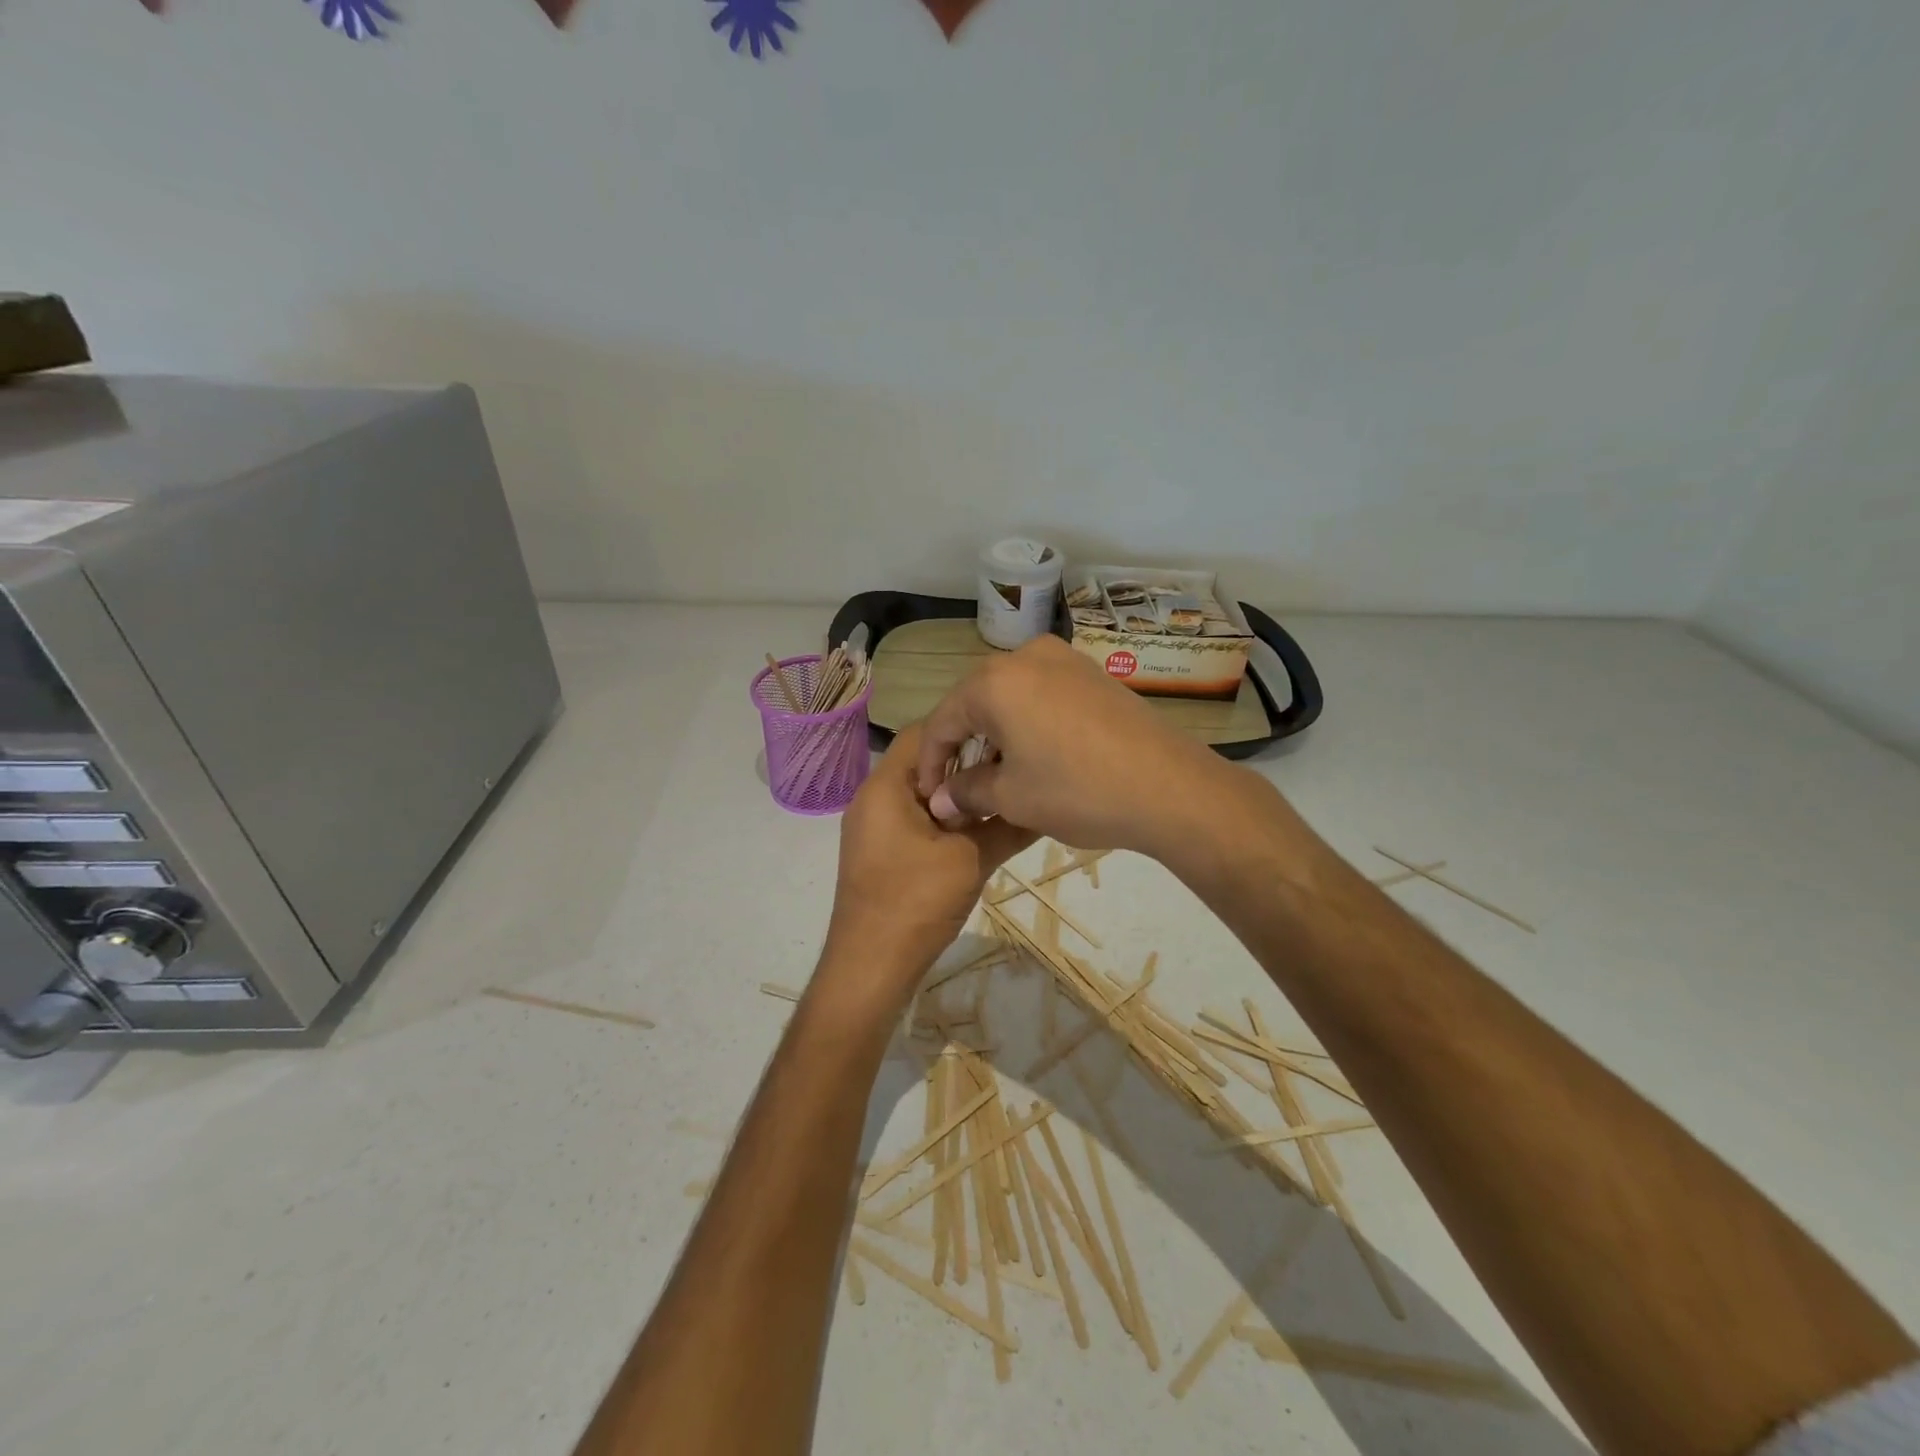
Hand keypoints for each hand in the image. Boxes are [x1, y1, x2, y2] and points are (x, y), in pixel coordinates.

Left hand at [821, 725, 1034, 1007]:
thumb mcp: (971, 859)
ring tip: (1001, 797)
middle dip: (966, 763)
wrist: (869, 967)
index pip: (924, 733)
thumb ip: (1007, 826)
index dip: (965, 728)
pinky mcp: (881, 852)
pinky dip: (945, 820)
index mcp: (886, 787)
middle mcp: (873, 799)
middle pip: (923, 762)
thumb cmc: (915, 902)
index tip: (1005, 737)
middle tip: (1010, 767)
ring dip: (958, 795)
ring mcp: (874, 828)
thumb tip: (1043, 804)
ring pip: (921, 793)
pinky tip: (979, 832)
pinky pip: (915, 820)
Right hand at [914, 635, 1232, 855]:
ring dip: (996, 735)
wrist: (1170, 786)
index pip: (943, 720)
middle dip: (964, 746)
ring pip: (1010, 698)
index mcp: (994, 681)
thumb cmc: (1077, 790)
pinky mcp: (1092, 674)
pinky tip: (1035, 756)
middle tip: (960, 787)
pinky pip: (1042, 695)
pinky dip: (1027, 724)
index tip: (929, 796)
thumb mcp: (1011, 797)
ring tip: (997, 776)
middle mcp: (1025, 656)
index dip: (931, 762)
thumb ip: (965, 791)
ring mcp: (1064, 660)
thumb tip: (940, 799)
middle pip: (975, 703)